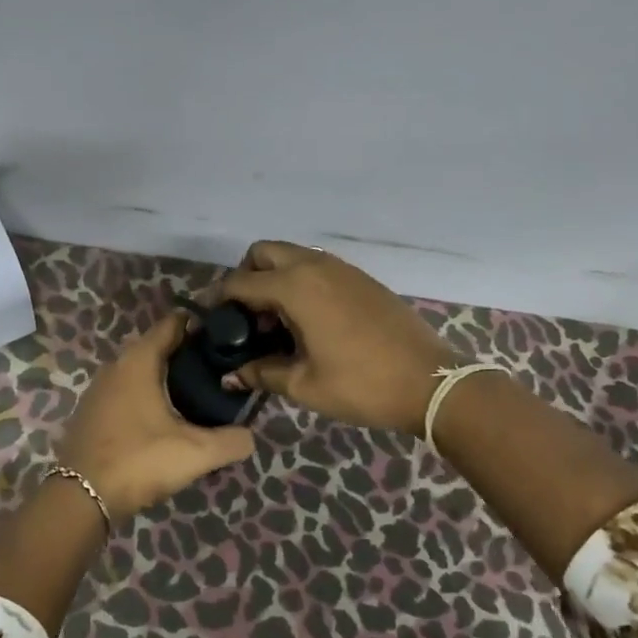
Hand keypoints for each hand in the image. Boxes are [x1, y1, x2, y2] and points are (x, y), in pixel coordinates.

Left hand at [59, 315, 255, 519]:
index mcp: (138, 360)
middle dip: (186, 353)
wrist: (80, 497)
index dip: (200, 325)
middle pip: (157, 346)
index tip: (225, 336)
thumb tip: (250, 435)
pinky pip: (126, 390)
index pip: (172, 324)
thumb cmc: (139, 461)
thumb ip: (231, 441)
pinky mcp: (91, 411)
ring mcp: (99, 388)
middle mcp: (115, 365)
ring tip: (196, 394)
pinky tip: (163, 418)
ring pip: (140, 370)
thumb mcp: (195, 453)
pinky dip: (146, 394)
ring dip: (165, 376)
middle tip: (218, 370)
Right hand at [217, 241, 458, 435]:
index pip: (240, 282)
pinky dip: (300, 281)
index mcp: (295, 287)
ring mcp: (342, 269)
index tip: (208, 318)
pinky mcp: (361, 278)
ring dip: (274, 277)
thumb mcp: (304, 385)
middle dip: (246, 276)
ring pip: (292, 256)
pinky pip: (317, 267)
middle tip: (245, 315)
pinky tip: (307, 320)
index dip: (218, 298)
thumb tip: (230, 376)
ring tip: (276, 322)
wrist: (430, 382)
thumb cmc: (361, 385)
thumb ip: (261, 373)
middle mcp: (315, 267)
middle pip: (264, 252)